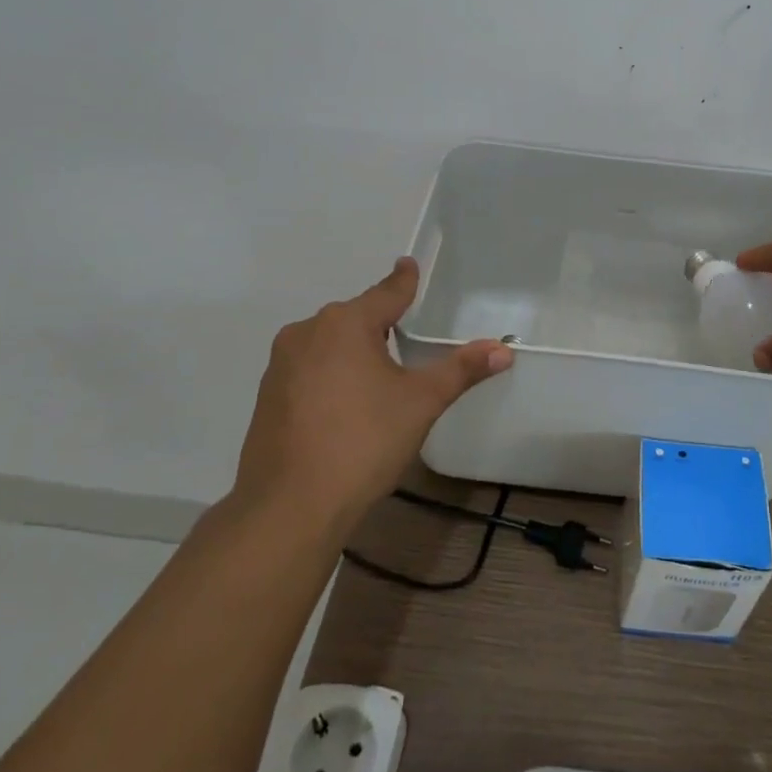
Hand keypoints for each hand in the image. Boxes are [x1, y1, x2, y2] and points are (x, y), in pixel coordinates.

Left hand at [232, 258, 511, 532]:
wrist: (290, 506)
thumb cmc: (364, 442)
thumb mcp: (421, 402)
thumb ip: (461, 370)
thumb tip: (504, 350)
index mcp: (346, 323)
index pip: (386, 293)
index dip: (403, 280)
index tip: (408, 264)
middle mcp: (307, 332)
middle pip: (355, 318)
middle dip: (379, 324)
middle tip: (405, 338)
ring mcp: (281, 364)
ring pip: (328, 344)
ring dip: (353, 352)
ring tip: (378, 380)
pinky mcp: (267, 396)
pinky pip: (308, 370)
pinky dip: (330, 376)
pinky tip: (344, 407)